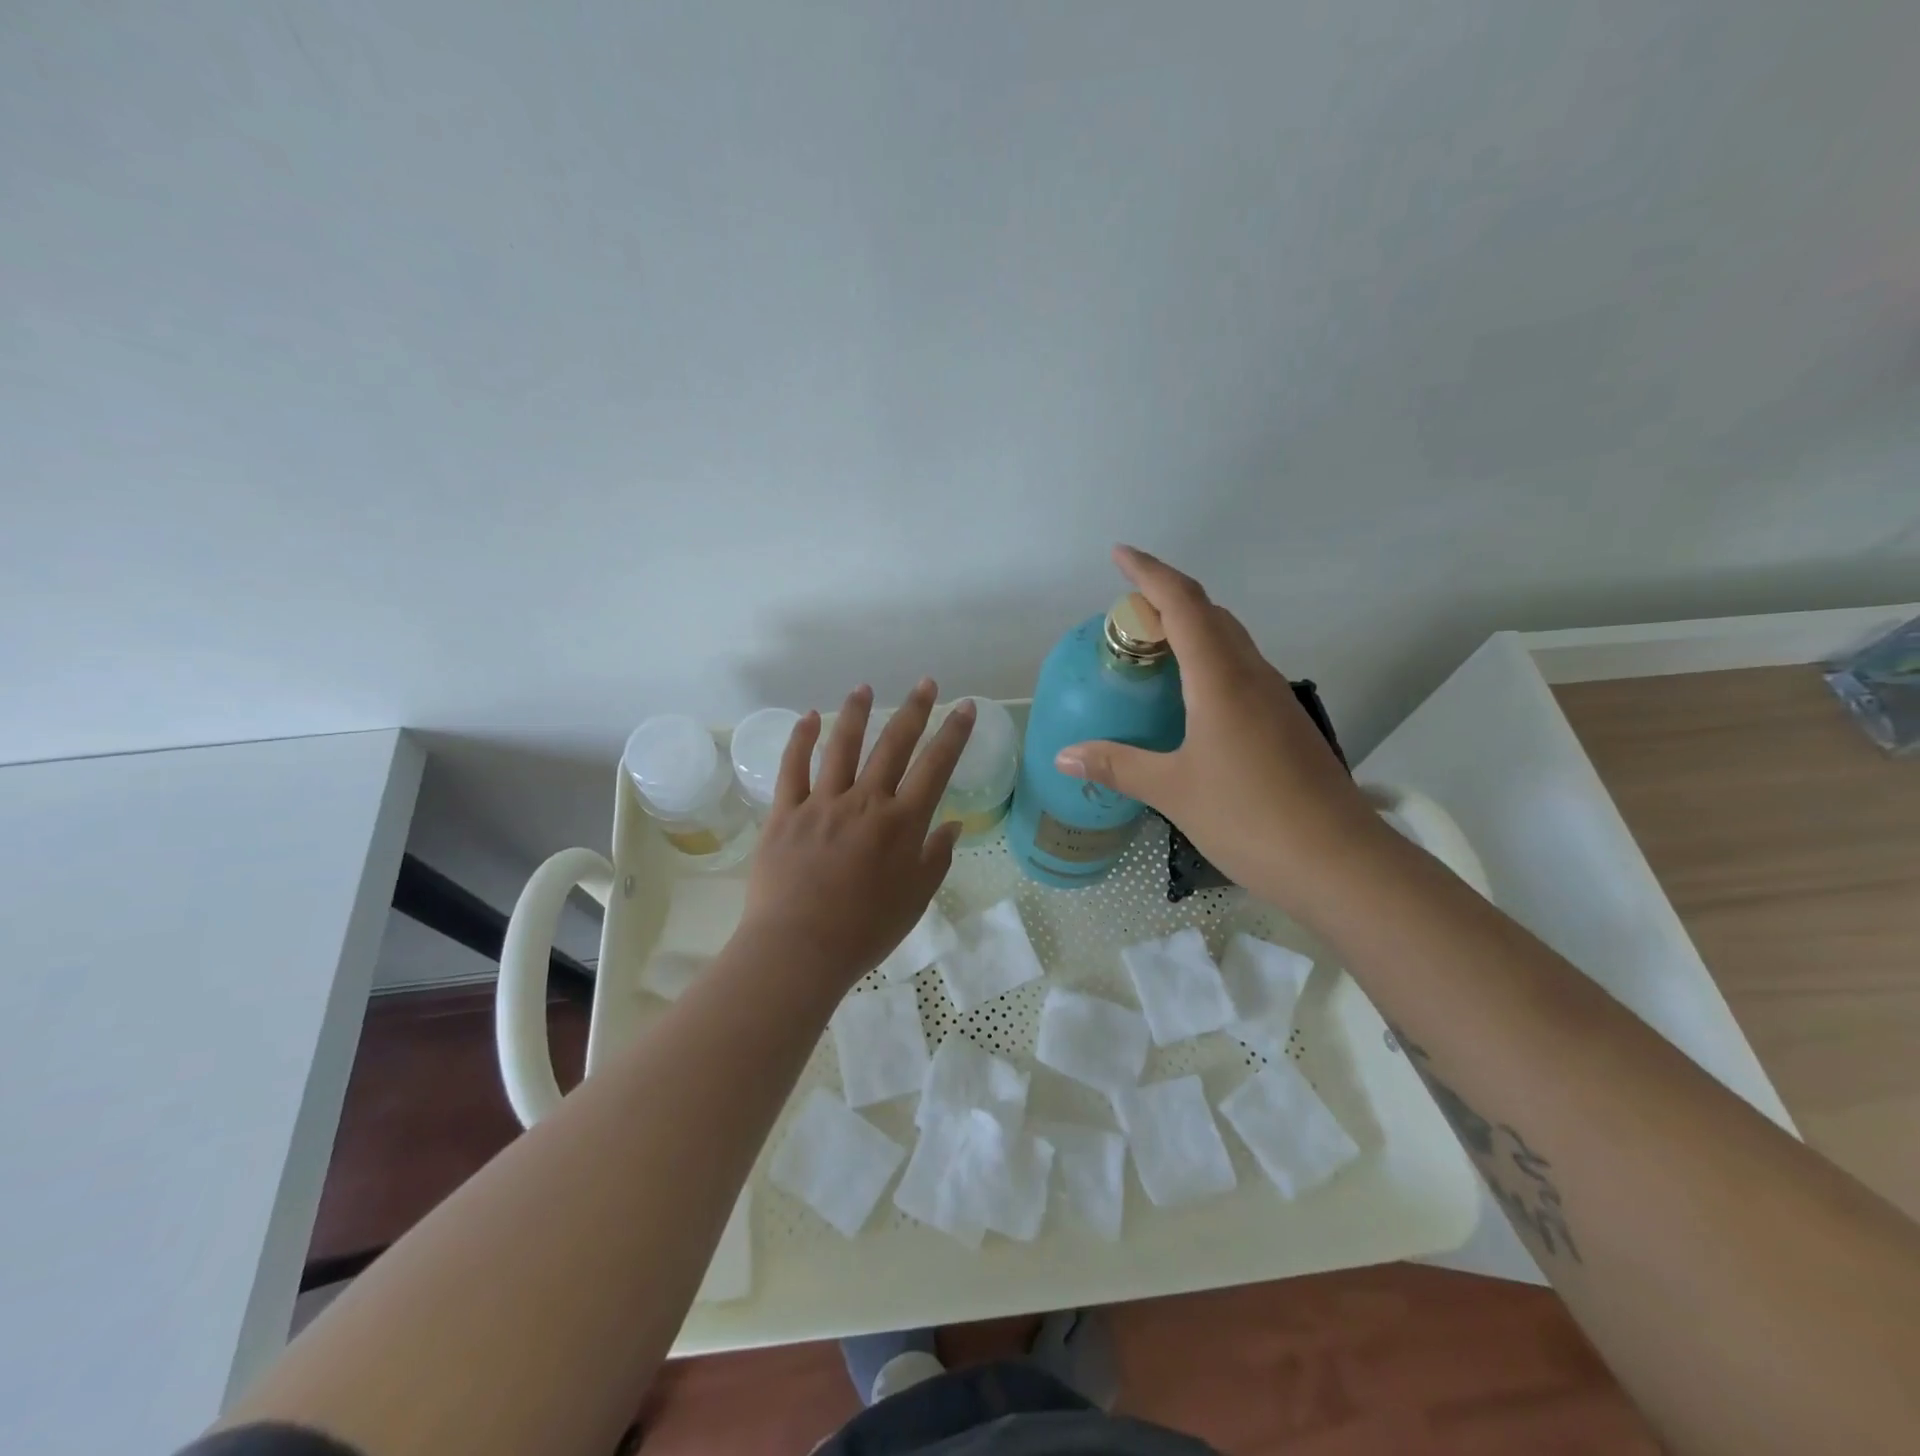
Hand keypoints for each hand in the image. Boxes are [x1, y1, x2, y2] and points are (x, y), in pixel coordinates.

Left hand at [739, 680, 975, 990]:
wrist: (799, 949)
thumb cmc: (865, 931)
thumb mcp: (916, 899)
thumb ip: (936, 857)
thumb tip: (953, 825)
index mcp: (902, 823)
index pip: (935, 766)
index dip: (953, 733)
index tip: (964, 706)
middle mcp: (865, 802)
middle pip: (893, 745)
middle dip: (913, 710)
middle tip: (925, 683)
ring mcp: (822, 803)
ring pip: (842, 746)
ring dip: (855, 713)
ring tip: (863, 688)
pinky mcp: (785, 813)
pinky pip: (793, 768)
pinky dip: (801, 739)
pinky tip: (809, 717)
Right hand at [1055, 546, 1381, 906]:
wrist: (1339, 861)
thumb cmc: (1249, 817)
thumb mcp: (1173, 791)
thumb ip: (1117, 766)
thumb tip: (1064, 756)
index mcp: (1221, 678)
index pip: (1184, 604)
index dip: (1150, 573)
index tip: (1119, 555)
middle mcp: (1252, 675)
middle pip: (1210, 615)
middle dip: (1167, 600)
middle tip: (1126, 618)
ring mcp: (1275, 699)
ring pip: (1230, 642)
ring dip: (1191, 631)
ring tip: (1151, 653)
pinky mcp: (1285, 724)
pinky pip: (1240, 671)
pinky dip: (1208, 664)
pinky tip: (1189, 701)